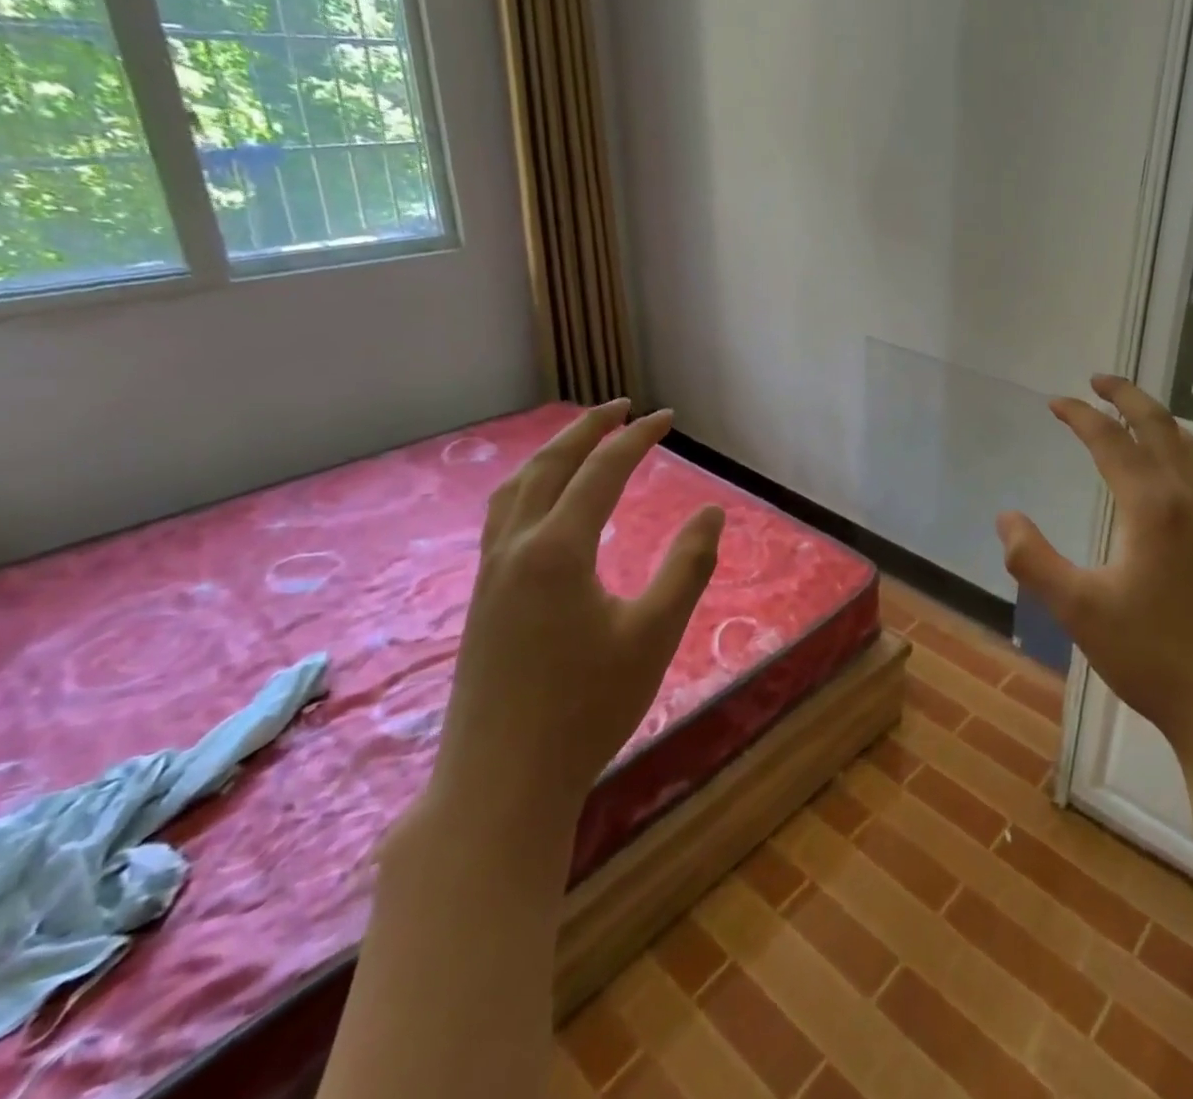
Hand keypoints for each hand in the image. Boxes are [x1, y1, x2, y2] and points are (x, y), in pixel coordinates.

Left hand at [431, 401, 724, 824]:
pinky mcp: (481, 601)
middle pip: (548, 466)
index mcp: (558, 550)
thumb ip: (687, 566)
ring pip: (515, 490)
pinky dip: (529, 488)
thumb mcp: (655, 634)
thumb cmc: (587, 708)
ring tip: (580, 441)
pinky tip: (544, 507)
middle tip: (621, 408)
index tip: (667, 418)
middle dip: (586, 429)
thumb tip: (711, 512)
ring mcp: (490, 575)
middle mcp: (516, 549)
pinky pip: (502, 518)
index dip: (637, 438)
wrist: (501, 784)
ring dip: (550, 454)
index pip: (602, 471)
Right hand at [996, 376, 1192, 766]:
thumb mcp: (1078, 610)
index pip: (1111, 440)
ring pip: (1188, 447)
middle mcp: (1188, 498)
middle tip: (1098, 380)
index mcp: (1152, 505)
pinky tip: (1170, 468)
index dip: (1079, 416)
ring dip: (1158, 419)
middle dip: (1126, 397)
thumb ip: (1034, 560)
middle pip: (1159, 427)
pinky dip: (1179, 448)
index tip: (1054, 402)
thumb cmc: (1152, 656)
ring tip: (1132, 413)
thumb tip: (1005, 517)